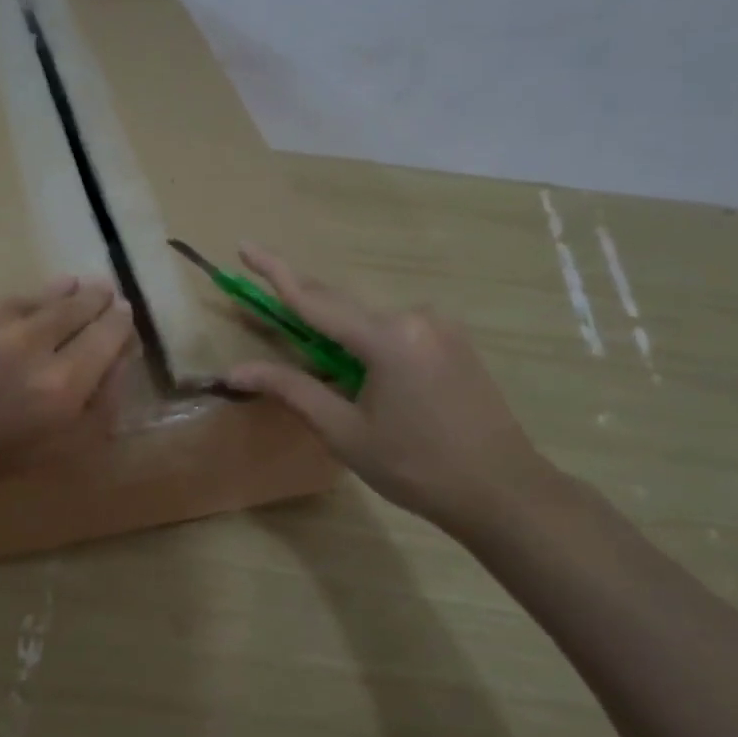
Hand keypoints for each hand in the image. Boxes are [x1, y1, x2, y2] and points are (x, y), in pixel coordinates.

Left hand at [0, 276, 134, 502]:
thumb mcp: (41, 455)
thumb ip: (89, 414)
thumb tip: (114, 368)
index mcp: (59, 388)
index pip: (110, 338)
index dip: (122, 325)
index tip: (125, 317)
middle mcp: (34, 342)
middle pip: (84, 306)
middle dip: (101, 299)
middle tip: (108, 293)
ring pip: (47, 293)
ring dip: (68, 291)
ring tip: (78, 286)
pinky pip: (5, 298)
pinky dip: (22, 302)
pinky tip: (17, 312)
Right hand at [223, 245, 555, 533]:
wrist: (502, 490)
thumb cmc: (415, 466)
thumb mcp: (344, 431)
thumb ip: (291, 389)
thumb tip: (235, 370)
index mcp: (387, 337)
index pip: (314, 299)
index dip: (274, 272)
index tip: (244, 245)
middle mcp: (415, 317)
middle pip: (342, 304)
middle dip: (301, 300)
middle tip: (263, 291)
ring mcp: (440, 327)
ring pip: (369, 319)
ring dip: (335, 330)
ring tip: (313, 359)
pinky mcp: (453, 342)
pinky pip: (395, 330)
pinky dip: (365, 341)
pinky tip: (360, 371)